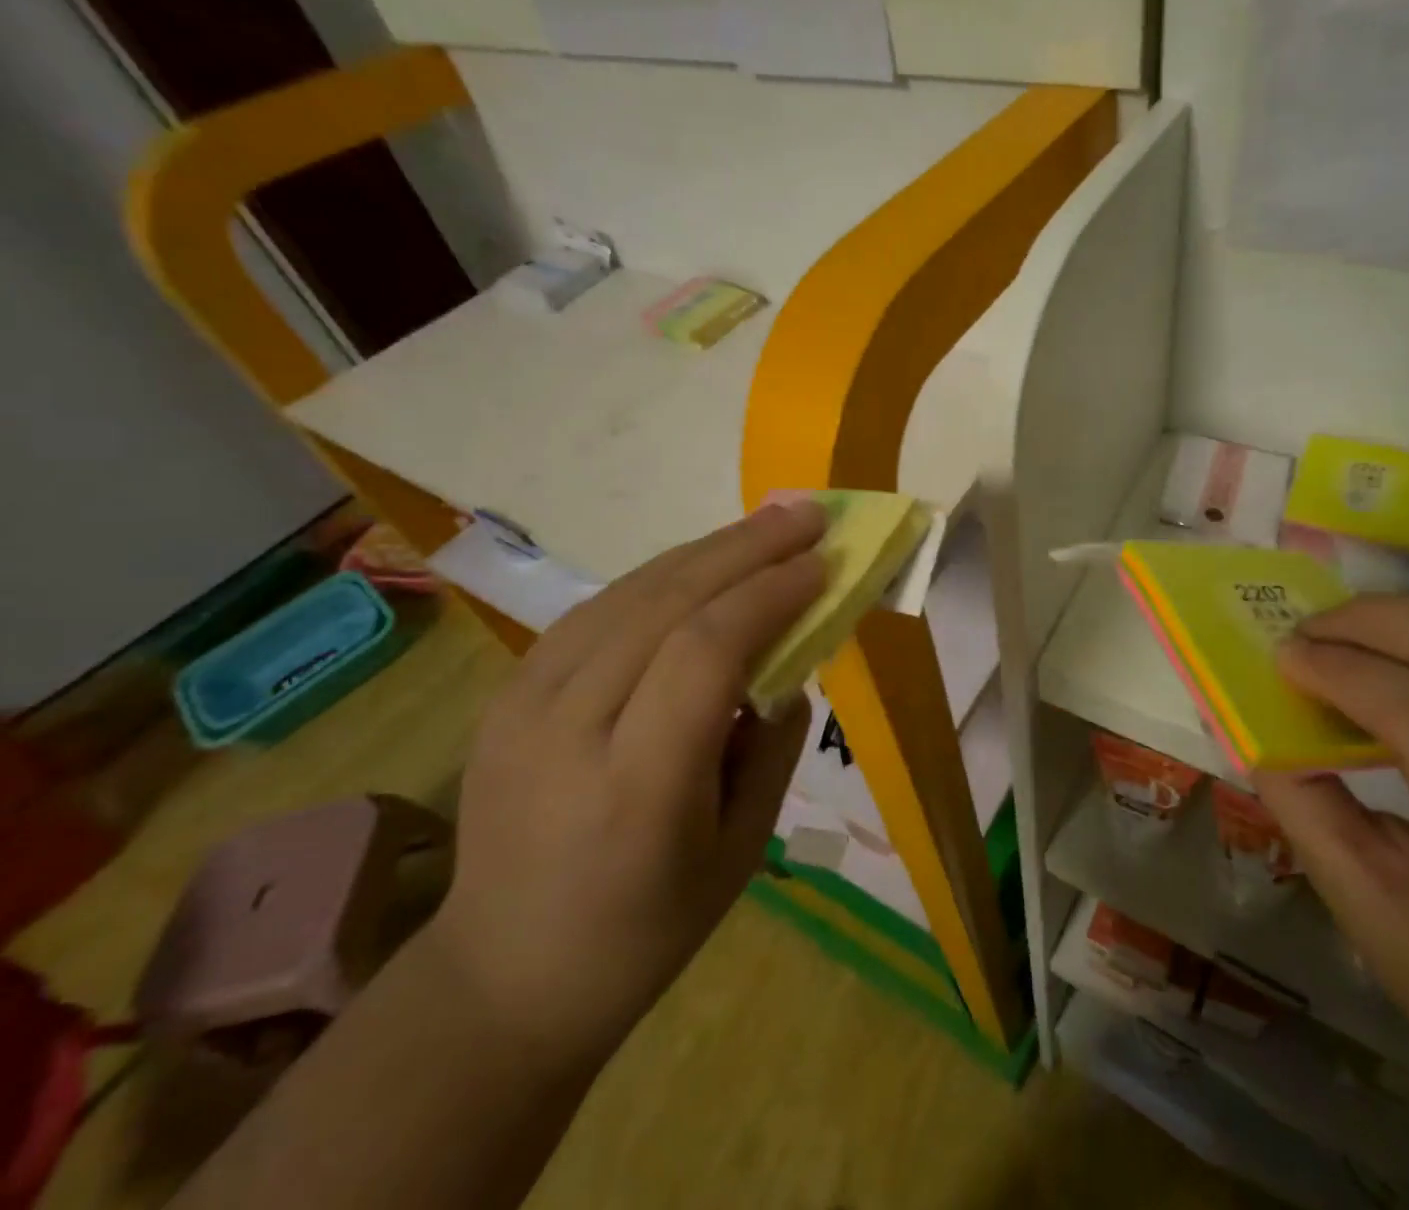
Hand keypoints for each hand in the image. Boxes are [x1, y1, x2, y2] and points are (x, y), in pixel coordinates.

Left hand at [426, 502, 826, 1056]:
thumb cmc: (646, 930)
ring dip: (708, 550)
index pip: (707, 651)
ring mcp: (523, 704)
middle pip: (667, 602)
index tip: (823, 565)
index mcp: (638, 785)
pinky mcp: (507, 693)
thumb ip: (773, 745)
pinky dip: (661, 576)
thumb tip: (790, 663)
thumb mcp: (741, 850)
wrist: (503, 976)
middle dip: (747, 548)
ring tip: (766, 524)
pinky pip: (598, 610)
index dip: (770, 593)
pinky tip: (703, 563)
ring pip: (630, 593)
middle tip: (806, 514)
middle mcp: (569, 729)